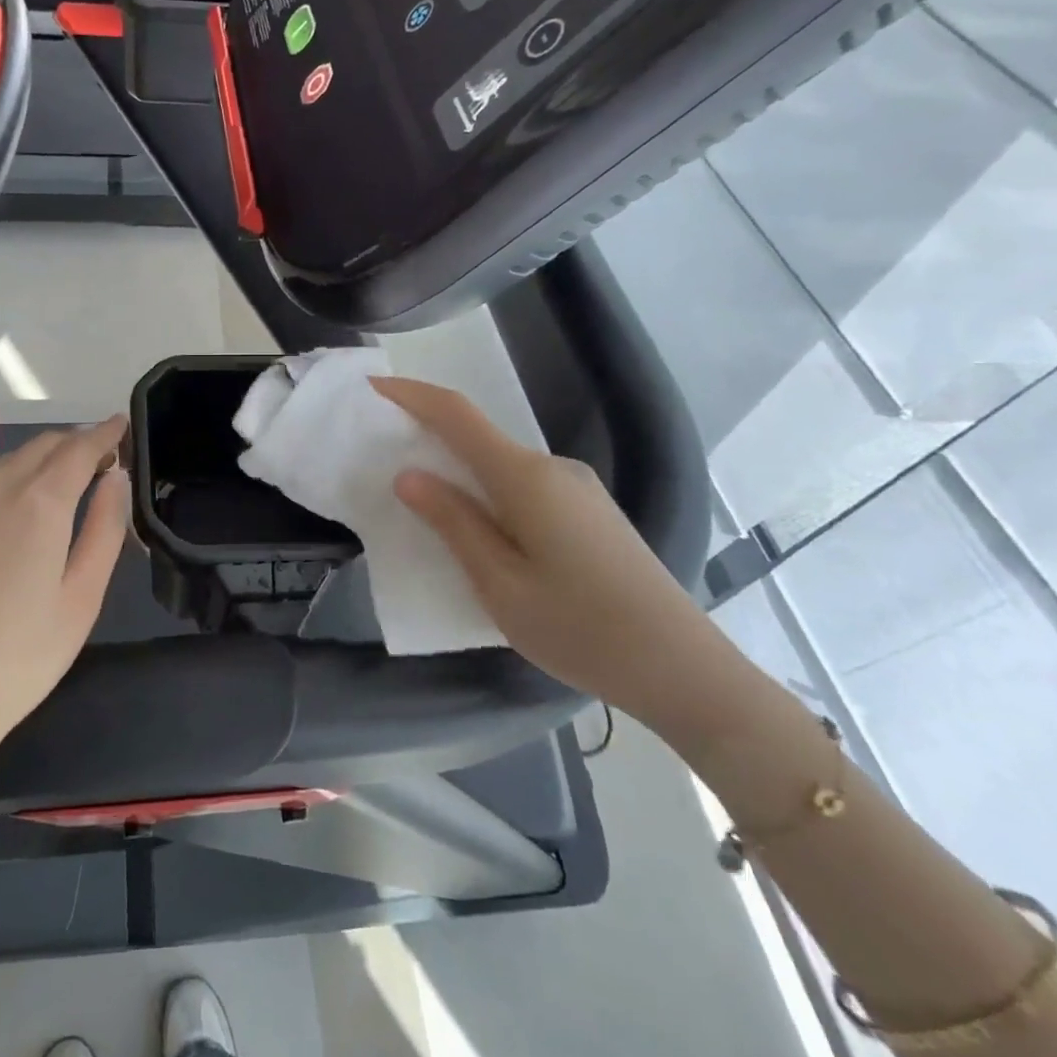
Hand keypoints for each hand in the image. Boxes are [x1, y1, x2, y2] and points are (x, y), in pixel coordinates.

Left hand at [0, 417, 130, 808]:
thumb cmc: (18, 660)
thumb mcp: (81, 599)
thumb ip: (105, 529)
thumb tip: (117, 479)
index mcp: (38, 503)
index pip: (80, 448)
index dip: (105, 433)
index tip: (123, 425)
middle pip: (44, 446)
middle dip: (78, 443)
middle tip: (105, 459)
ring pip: (11, 460)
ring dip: (44, 457)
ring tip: (69, 478)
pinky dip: (11, 475)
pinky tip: (17, 501)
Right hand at [372, 377, 744, 740]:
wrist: (683, 669)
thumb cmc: (580, 629)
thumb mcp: (500, 583)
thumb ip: (453, 523)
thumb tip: (409, 476)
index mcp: (525, 478)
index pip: (457, 415)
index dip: (412, 395)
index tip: (372, 387)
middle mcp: (552, 469)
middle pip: (478, 437)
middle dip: (428, 436)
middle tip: (383, 456)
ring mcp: (577, 488)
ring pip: (500, 465)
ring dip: (458, 470)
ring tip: (422, 502)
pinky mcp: (589, 512)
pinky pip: (522, 487)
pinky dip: (487, 492)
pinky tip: (478, 531)